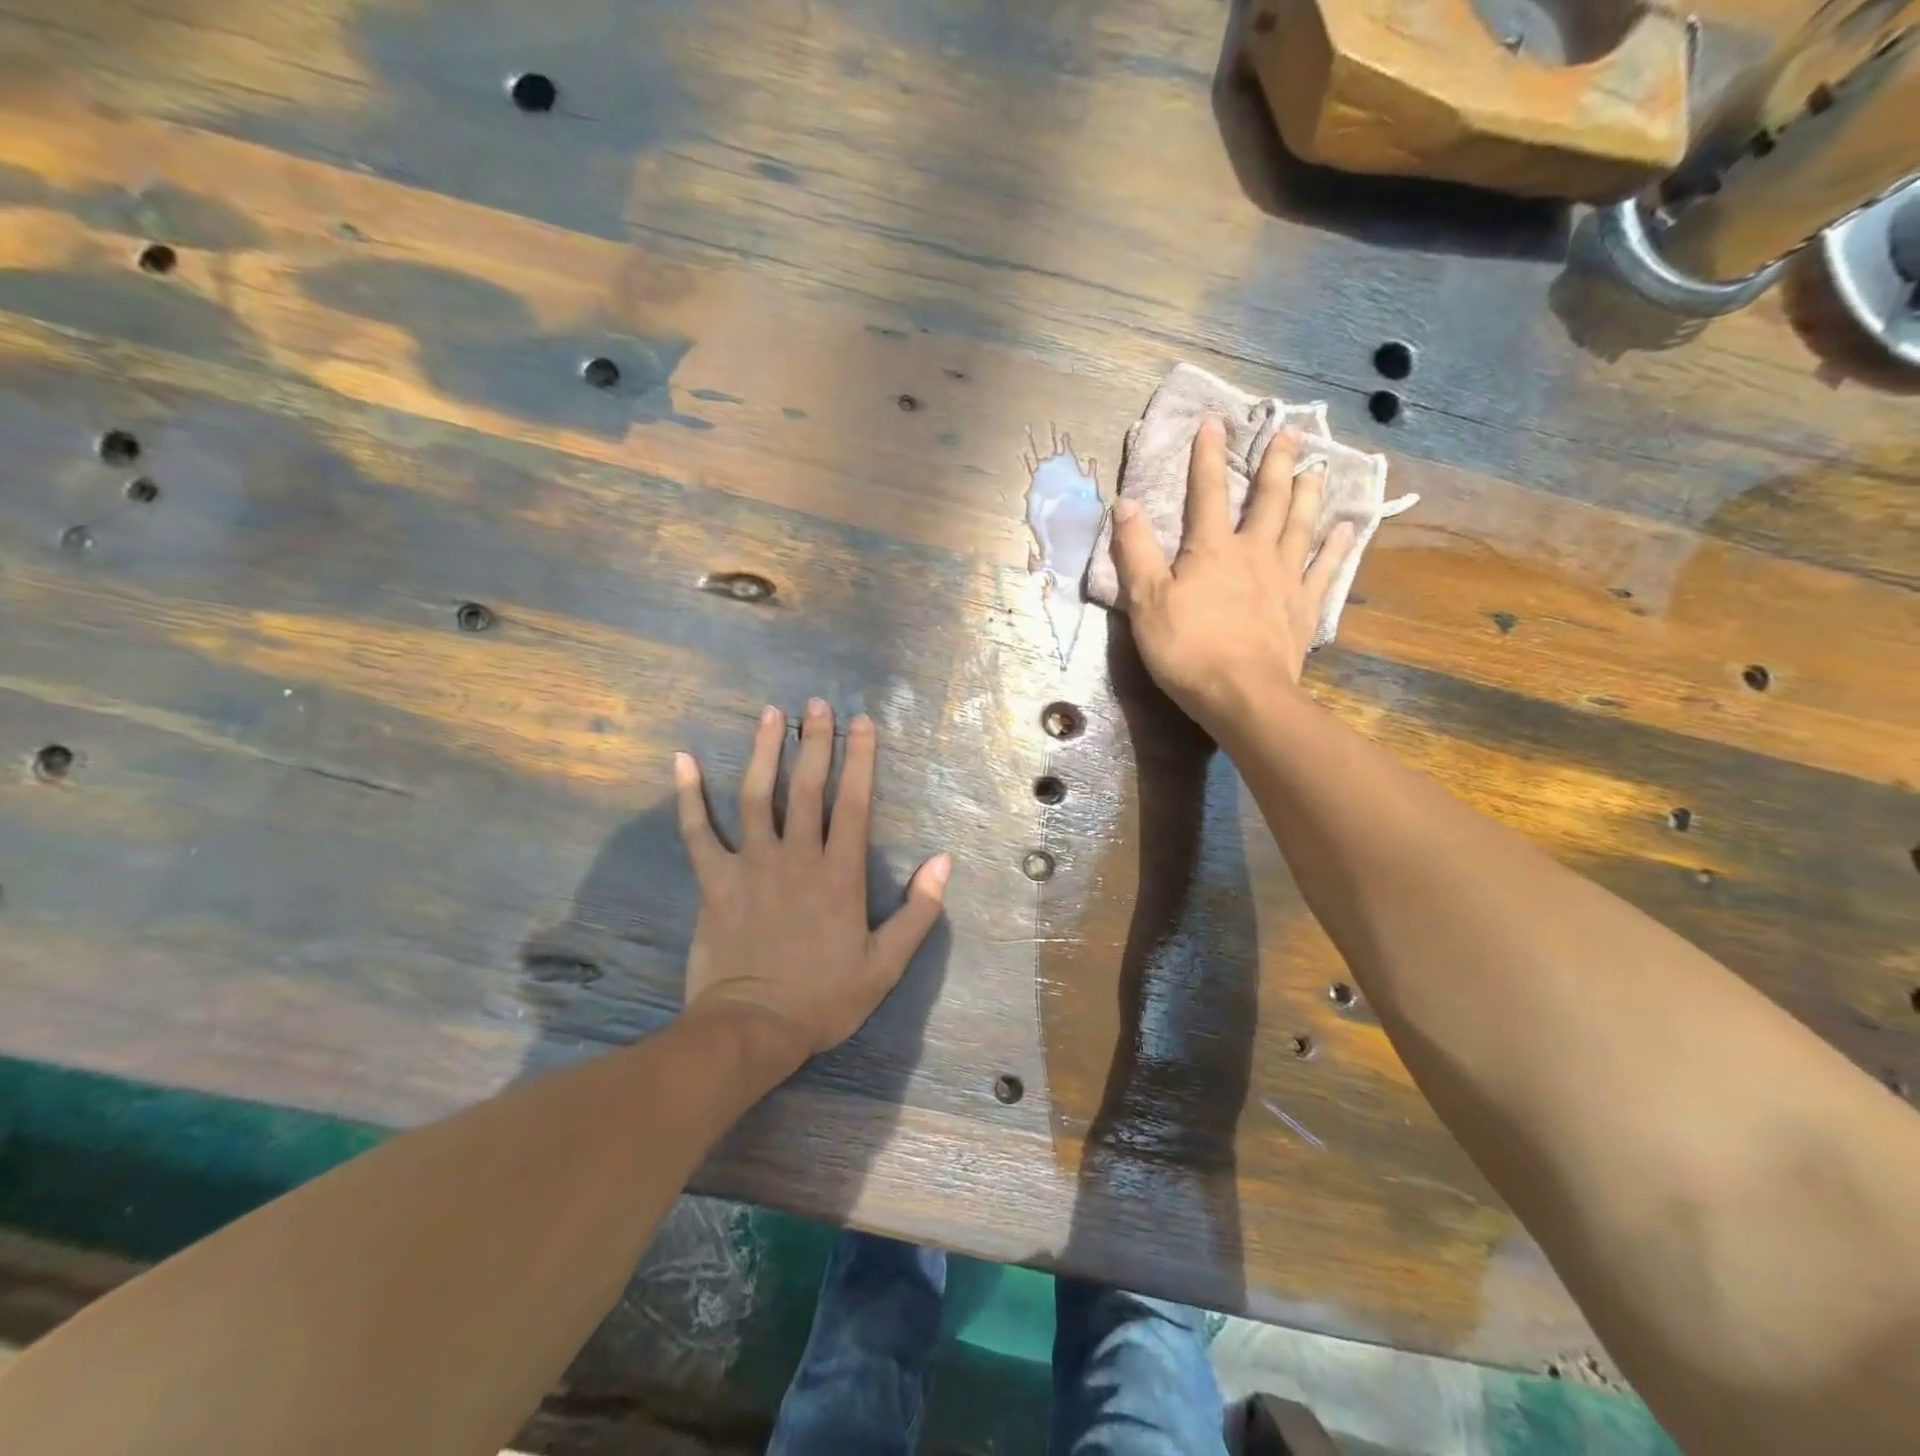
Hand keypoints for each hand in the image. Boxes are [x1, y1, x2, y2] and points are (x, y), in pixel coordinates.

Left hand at [673, 700, 951, 1066]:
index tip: (863, 722)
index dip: (860, 759)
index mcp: (840, 874)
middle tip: (817, 703)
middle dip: (814, 741)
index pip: (854, 803)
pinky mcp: (714, 880)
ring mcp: (751, 865)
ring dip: (763, 752)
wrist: (753, 1029)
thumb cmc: (823, 998)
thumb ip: (918, 912)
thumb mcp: (886, 964)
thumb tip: (943, 862)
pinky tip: (681, 761)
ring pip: (756, 796)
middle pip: (806, 788)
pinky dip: (688, 796)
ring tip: (769, 714)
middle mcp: (796, 857)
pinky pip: (697, 832)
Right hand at [1111, 418, 1354, 733]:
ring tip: (1317, 469)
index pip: (1207, 493)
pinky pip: (1325, 570)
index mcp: (1212, 550)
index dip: (1207, 456)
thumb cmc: (1187, 649)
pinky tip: (1347, 530)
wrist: (1241, 695)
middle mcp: (1254, 553)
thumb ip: (1135, 552)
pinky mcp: (1303, 608)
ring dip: (1308, 495)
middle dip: (1276, 464)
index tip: (1213, 422)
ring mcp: (1284, 579)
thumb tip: (1124, 504)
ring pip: (1300, 526)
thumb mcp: (1146, 601)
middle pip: (1268, 500)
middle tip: (1289, 433)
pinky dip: (1336, 548)